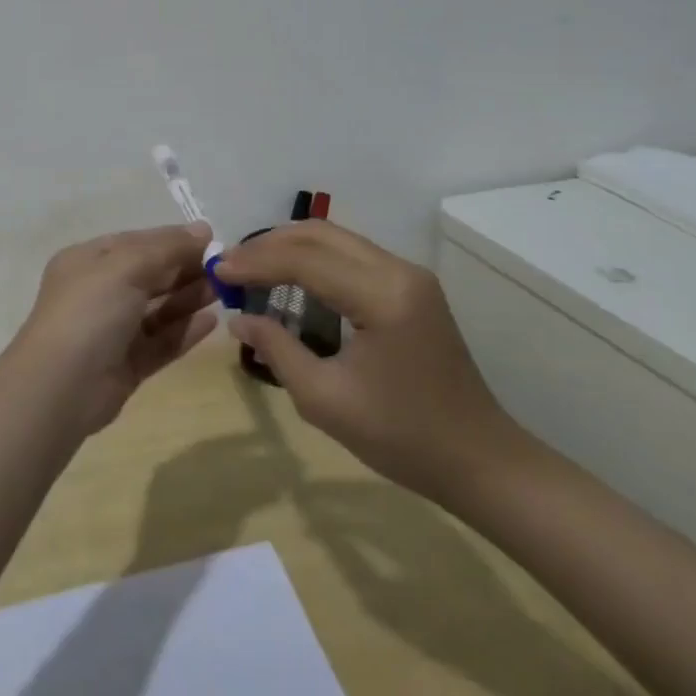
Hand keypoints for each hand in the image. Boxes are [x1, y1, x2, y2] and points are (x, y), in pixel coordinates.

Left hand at [8, 223, 220, 435]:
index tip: (211, 240)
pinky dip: (185, 331)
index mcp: (88, 262)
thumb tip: (202, 230)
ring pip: (158, 309)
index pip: (135, 243)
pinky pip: (161, 341)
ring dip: (189, 298)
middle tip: (226, 269)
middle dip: (185, 269)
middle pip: (149, 275)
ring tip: (225, 291)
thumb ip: (166, 248)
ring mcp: (112, 331)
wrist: (60, 387)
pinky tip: (212, 322)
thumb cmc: (89, 312)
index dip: (172, 240)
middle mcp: (98, 293)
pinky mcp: (127, 364)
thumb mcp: (125, 266)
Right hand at [214, 220, 519, 500]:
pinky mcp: (411, 287)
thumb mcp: (325, 400)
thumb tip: (238, 319)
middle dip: (268, 244)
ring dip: (289, 247)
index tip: (216, 271)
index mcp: (383, 296)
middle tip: (229, 264)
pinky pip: (351, 256)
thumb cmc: (402, 437)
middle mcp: (399, 271)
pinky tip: (289, 279)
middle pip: (320, 235)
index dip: (255, 262)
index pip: (305, 261)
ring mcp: (409, 275)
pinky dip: (313, 259)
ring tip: (250, 268)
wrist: (480, 460)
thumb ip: (277, 350)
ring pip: (335, 239)